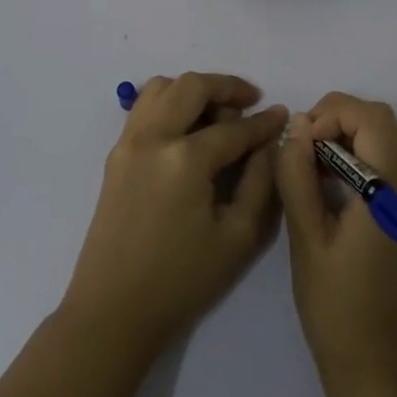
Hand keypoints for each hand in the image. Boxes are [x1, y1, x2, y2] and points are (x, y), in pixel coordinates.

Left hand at [60, 73, 286, 355]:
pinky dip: (169, 103)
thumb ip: (260, 181)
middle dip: (227, 87)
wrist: (113, 309)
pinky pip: (144, 108)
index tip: (282, 115)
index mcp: (185, 158)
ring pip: (161, 87)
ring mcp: (128, 142)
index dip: (263, 122)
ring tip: (217, 114)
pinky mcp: (115, 154)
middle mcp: (153, 137)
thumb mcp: (237, 236)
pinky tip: (188, 129)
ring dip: (193, 91)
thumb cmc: (182, 280)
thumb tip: (269, 144)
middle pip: (192, 86)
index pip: (233, 128)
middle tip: (250, 102)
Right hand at [276, 94, 396, 395]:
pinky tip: (338, 192)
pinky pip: (396, 169)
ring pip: (392, 143)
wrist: (380, 372)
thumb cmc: (336, 308)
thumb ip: (298, 176)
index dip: (332, 113)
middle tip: (304, 151)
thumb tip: (297, 128)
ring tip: (315, 170)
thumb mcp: (306, 239)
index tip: (301, 141)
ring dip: (353, 140)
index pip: (372, 118)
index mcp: (393, 194)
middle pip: (385, 124)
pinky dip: (366, 162)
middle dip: (340, 122)